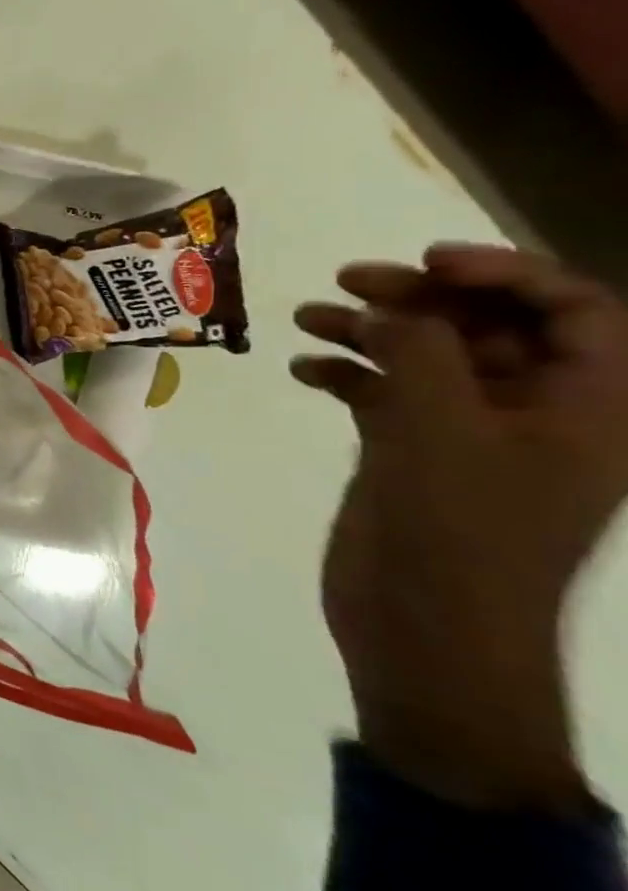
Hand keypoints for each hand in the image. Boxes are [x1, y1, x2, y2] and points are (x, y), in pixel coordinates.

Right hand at [292, 244, 627, 809]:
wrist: (426, 629)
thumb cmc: (455, 531)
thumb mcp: (440, 431)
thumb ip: (419, 354)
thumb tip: (391, 307)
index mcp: (587, 408)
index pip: (573, 312)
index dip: (507, 272)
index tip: (425, 261)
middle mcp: (537, 413)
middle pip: (490, 327)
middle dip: (421, 297)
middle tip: (347, 281)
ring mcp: (471, 436)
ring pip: (428, 358)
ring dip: (370, 330)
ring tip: (307, 317)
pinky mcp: (414, 455)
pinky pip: (385, 395)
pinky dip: (345, 374)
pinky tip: (302, 370)